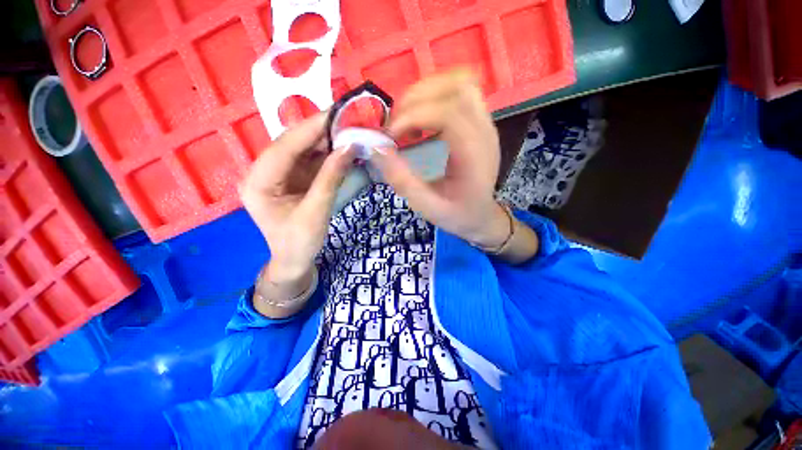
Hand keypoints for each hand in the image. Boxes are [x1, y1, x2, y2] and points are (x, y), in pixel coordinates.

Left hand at [240, 113, 354, 282]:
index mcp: (258, 182)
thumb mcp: (316, 211)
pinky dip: (327, 154)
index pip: (284, 147)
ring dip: (325, 141)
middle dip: (319, 132)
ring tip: (348, 131)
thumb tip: (350, 147)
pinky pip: (309, 160)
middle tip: (347, 121)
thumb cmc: (299, 242)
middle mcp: (263, 172)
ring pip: (302, 149)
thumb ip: (331, 178)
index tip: (336, 114)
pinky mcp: (291, 178)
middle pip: (292, 144)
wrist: (294, 260)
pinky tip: (342, 148)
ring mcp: (278, 174)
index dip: (310, 129)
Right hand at [371, 69, 510, 248]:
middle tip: (395, 126)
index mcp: (475, 156)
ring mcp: (485, 123)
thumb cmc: (456, 215)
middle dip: (416, 100)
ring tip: (406, 119)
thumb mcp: (426, 206)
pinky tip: (421, 119)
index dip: (413, 116)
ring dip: (426, 93)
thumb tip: (376, 148)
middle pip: (456, 88)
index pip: (448, 114)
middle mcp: (485, 132)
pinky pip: (460, 91)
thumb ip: (402, 180)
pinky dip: (435, 95)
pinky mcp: (479, 122)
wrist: (480, 216)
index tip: (390, 136)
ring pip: (460, 83)